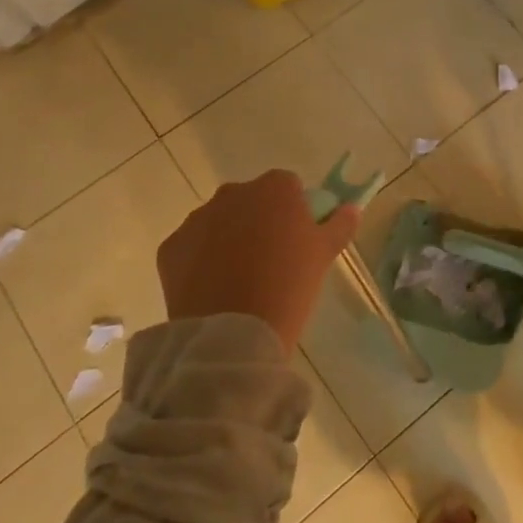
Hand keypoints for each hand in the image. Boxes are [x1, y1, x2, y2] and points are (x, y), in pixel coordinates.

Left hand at [156, 170, 361, 354]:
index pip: (289, 187)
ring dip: (229, 239)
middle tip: (272, 261)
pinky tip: (214, 289)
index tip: (298, 240)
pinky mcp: (170, 247)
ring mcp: (197, 219)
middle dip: (259, 221)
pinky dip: (201, 261)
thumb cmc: (289, 286)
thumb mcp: (324, 255)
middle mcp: (233, 193)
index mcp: (274, 188)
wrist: (233, 335)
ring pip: (219, 222)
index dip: (295, 211)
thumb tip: (352, 208)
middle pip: (251, 201)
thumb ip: (340, 224)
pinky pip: (192, 248)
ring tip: (241, 279)